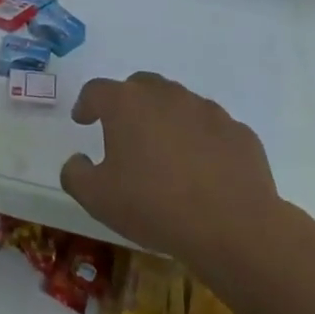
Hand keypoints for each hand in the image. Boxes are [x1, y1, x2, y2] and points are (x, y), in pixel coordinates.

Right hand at [60, 72, 280, 264]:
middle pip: (140, 86)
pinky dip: (200, 140)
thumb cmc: (154, 206)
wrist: (233, 227)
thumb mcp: (97, 198)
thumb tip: (78, 160)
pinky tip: (201, 170)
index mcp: (126, 104)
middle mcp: (166, 96)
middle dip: (128, 103)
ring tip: (165, 153)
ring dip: (166, 119)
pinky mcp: (238, 131)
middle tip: (123, 131)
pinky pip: (211, 128)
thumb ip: (76, 174)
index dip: (86, 103)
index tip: (83, 120)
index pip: (96, 90)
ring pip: (178, 104)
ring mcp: (207, 110)